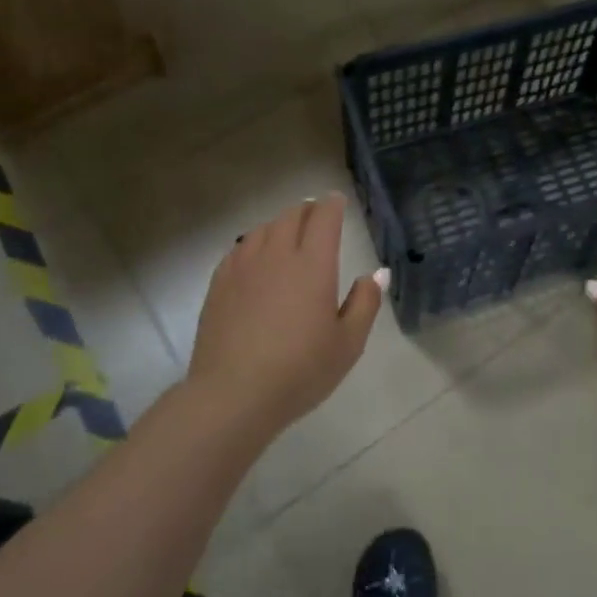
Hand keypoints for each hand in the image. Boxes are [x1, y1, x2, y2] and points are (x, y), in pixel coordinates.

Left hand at [186, 194, 386, 435]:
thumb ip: (365, 303)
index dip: (332, 205)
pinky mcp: (219, 284)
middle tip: (315, 214)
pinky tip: (255, 256)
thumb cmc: (300, 370)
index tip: (337, 201)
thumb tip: (377, 273)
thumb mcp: (348, 343)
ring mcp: (243, 267)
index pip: (324, 218)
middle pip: (291, 217)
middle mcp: (277, 255)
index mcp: (313, 264)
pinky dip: (253, 243)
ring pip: (262, 229)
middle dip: (307, 210)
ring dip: (279, 224)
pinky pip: (239, 249)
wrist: (234, 394)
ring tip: (287, 232)